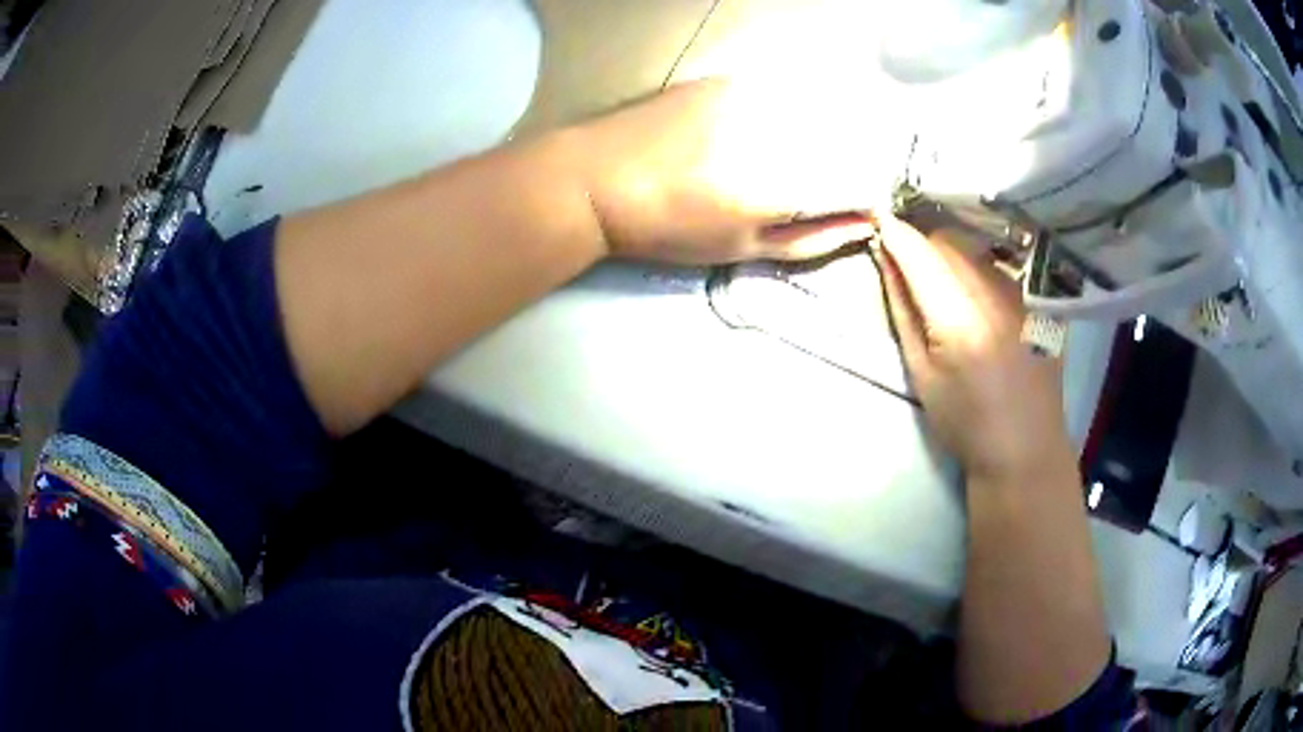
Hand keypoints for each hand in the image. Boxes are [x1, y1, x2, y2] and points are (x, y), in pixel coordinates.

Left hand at [574, 79, 879, 264]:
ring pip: (816, 115)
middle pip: (845, 144)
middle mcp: (776, 131)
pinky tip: (757, 132)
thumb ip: (810, 236)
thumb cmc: (668, 227)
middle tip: (813, 188)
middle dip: (844, 167)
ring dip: (818, 138)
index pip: (860, 181)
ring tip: (776, 161)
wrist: (597, 178)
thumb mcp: (742, 247)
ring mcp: (752, 97)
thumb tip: (863, 223)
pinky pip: (780, 95)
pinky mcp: (728, 79)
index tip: (856, 208)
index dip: (865, 197)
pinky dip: (786, 114)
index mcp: (782, 183)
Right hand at [872, 216, 1074, 481]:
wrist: (1025, 447)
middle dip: (921, 243)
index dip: (895, 233)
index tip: (877, 219)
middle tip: (905, 261)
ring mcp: (1021, 293)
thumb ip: (903, 310)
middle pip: (948, 241)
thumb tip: (886, 260)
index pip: (920, 253)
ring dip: (949, 254)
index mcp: (959, 318)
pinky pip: (997, 266)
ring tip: (940, 282)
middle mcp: (994, 293)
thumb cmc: (965, 422)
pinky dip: (976, 269)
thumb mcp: (922, 372)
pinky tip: (974, 298)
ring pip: (974, 249)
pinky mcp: (1036, 299)